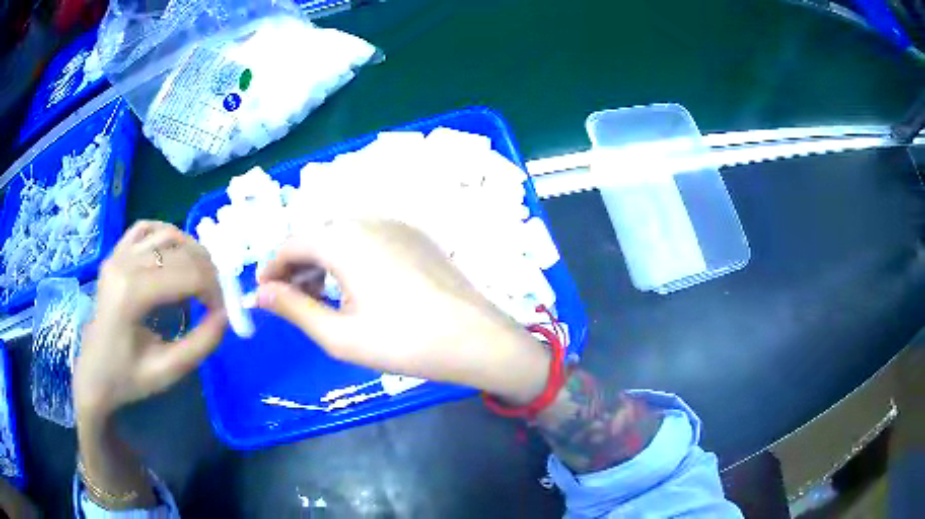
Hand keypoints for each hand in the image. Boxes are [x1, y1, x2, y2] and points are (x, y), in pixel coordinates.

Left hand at [74, 221, 226, 418]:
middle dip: (207, 271)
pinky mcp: (115, 254)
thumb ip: (200, 345)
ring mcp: (117, 254)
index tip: (223, 312)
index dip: (213, 290)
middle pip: (179, 251)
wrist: (93, 373)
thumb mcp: (166, 371)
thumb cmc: (127, 378)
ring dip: (191, 251)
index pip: (186, 274)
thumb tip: (226, 316)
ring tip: (200, 276)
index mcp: (132, 294)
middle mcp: (124, 264)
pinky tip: (174, 254)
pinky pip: (145, 229)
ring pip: (166, 233)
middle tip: (216, 297)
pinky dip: (166, 235)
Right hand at [256, 219, 550, 403]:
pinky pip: (369, 238)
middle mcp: (368, 220)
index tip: (262, 292)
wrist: (476, 339)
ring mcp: (397, 224)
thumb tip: (259, 294)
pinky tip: (356, 287)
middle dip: (297, 266)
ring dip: (323, 261)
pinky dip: (350, 257)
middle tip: (289, 300)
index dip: (271, 267)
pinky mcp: (416, 236)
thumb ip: (294, 309)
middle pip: (317, 236)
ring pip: (343, 235)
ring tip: (320, 297)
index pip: (292, 243)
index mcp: (343, 239)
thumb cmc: (403, 342)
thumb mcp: (339, 335)